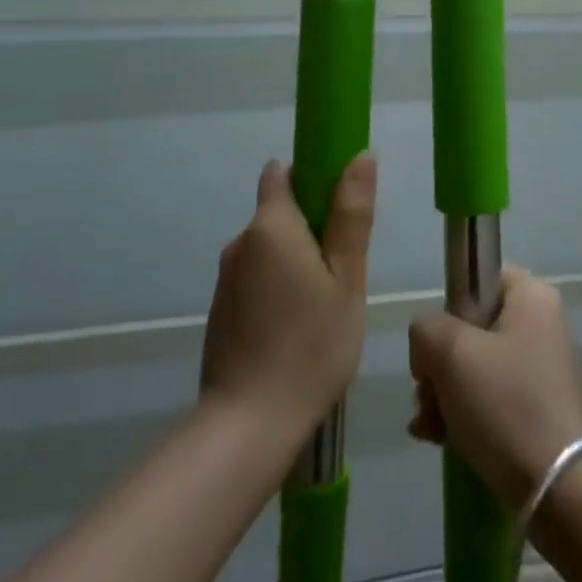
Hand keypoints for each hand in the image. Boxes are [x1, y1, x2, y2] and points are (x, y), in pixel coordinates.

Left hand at [199, 155, 376, 446]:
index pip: (282, 173)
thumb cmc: (311, 346)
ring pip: (270, 252)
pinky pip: (257, 282)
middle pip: (279, 215)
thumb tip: (360, 156)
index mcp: (271, 226)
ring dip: (296, 263)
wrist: (248, 426)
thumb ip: (351, 216)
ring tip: (326, 308)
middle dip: (312, 230)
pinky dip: (278, 290)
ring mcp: (226, 280)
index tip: (339, 205)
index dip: (311, 176)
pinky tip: (298, 330)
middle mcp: (240, 243)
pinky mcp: (221, 312)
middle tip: (344, 272)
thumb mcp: (346, 279)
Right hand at [407, 267, 581, 508]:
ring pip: (474, 366)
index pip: (478, 277)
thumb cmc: (503, 403)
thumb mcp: (449, 351)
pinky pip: (488, 396)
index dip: (448, 307)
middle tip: (426, 394)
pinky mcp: (536, 407)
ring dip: (443, 393)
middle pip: (470, 327)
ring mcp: (540, 368)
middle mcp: (541, 324)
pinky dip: (461, 414)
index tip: (435, 344)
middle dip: (438, 364)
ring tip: (428, 426)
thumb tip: (429, 344)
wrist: (555, 488)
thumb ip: (426, 327)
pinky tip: (438, 439)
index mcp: (532, 297)